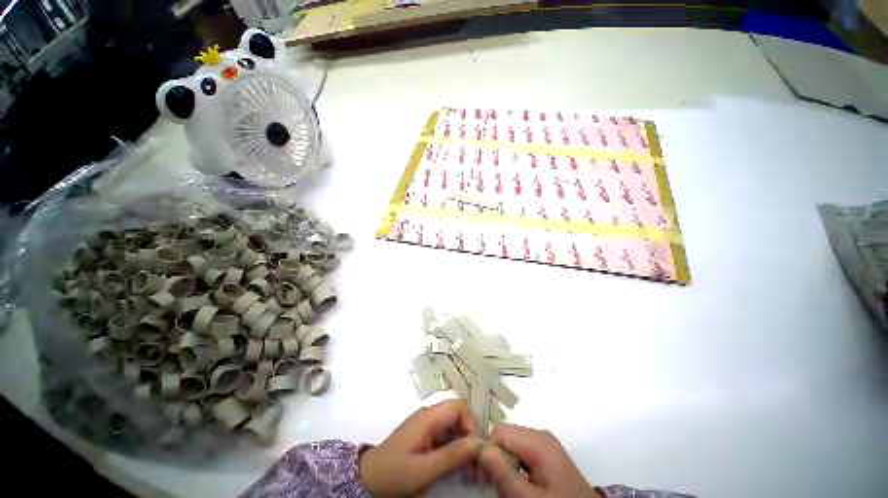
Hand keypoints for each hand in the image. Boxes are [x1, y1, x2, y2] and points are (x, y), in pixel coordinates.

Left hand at [360, 399, 479, 496]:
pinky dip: (457, 451)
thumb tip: (478, 443)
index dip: (471, 424)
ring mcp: (429, 427)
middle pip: (459, 417)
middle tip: (478, 466)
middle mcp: (430, 416)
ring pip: (456, 428)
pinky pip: (449, 438)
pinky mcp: (427, 438)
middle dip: (472, 438)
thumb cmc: (395, 474)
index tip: (476, 450)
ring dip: (466, 447)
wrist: (369, 480)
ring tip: (471, 472)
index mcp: (429, 417)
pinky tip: (460, 469)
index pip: (459, 407)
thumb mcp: (424, 470)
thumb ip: (451, 455)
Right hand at [478, 424, 597, 497]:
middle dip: (494, 459)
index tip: (478, 477)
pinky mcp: (545, 456)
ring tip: (504, 489)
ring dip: (502, 466)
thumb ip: (503, 473)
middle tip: (488, 485)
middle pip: (505, 437)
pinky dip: (513, 469)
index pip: (500, 432)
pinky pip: (520, 454)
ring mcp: (544, 445)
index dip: (486, 451)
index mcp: (538, 440)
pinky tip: (516, 486)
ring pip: (511, 446)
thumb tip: (478, 447)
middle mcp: (540, 436)